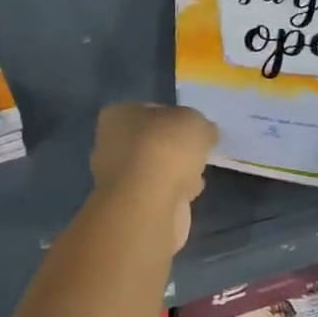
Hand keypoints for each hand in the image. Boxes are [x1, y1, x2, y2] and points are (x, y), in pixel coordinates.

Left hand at [90, 103, 217, 252]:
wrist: (148, 203)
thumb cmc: (164, 148)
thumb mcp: (194, 121)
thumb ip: (200, 125)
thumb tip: (205, 133)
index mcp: (117, 115)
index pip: (151, 110)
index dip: (175, 117)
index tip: (195, 127)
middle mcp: (111, 144)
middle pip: (152, 141)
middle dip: (174, 147)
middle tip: (197, 150)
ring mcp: (118, 178)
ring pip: (155, 169)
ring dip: (175, 171)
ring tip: (198, 172)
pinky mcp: (131, 205)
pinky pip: (159, 192)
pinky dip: (174, 192)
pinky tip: (191, 193)